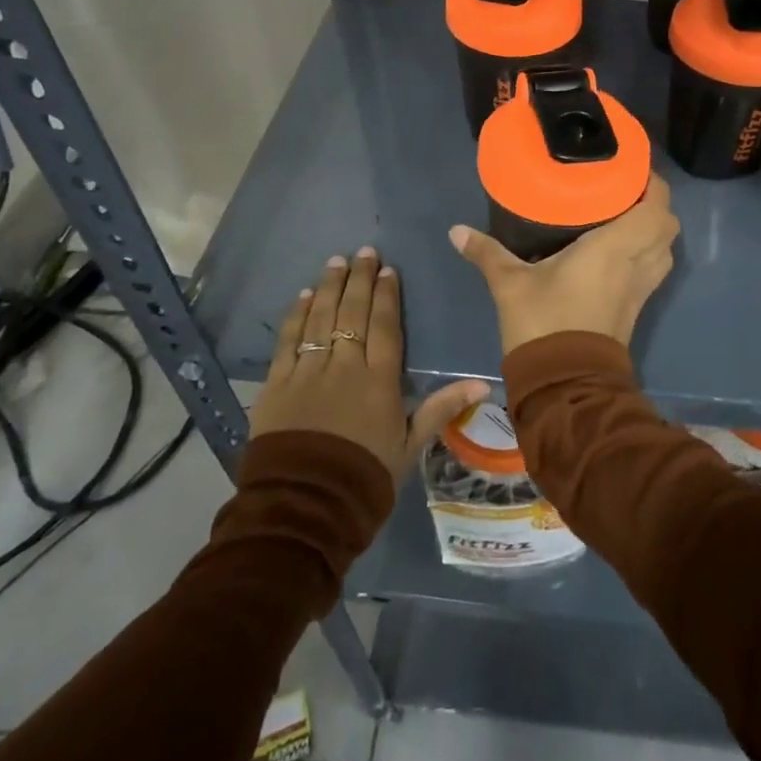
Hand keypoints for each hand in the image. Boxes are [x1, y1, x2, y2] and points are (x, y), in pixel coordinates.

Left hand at [252, 248, 487, 485]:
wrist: (304, 509)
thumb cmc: (364, 479)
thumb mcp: (408, 447)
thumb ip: (441, 409)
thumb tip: (484, 384)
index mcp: (378, 380)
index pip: (385, 326)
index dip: (386, 294)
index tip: (387, 268)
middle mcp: (344, 366)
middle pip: (353, 313)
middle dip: (359, 279)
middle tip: (363, 251)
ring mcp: (308, 372)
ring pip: (321, 319)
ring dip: (329, 287)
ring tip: (335, 262)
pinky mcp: (277, 384)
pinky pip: (289, 341)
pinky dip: (296, 315)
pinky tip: (303, 296)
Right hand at [449, 173, 680, 356]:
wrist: (565, 386)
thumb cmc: (544, 323)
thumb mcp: (510, 284)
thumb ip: (487, 252)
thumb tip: (455, 230)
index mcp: (614, 248)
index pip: (656, 207)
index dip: (652, 184)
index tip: (630, 168)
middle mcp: (636, 264)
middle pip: (668, 225)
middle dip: (654, 204)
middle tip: (624, 191)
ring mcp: (641, 289)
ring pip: (665, 249)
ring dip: (654, 230)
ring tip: (623, 215)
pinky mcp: (636, 308)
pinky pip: (654, 269)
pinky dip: (647, 253)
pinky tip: (618, 250)